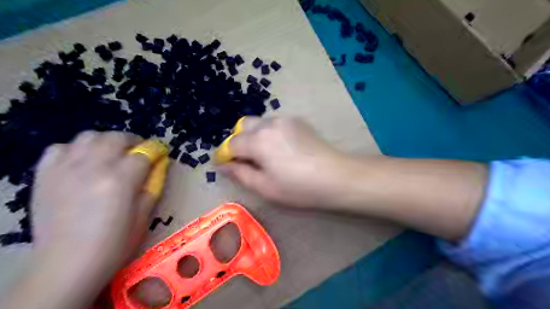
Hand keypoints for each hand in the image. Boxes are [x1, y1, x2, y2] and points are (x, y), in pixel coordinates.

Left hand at [27, 132, 159, 307]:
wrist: (67, 264)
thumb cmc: (114, 243)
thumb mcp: (145, 215)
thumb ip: (153, 186)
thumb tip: (158, 166)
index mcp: (121, 179)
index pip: (145, 153)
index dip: (157, 150)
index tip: (162, 152)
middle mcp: (94, 167)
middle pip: (117, 138)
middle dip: (134, 141)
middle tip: (139, 152)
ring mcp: (66, 169)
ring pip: (89, 136)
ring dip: (106, 141)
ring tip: (112, 154)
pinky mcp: (45, 175)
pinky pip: (60, 148)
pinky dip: (75, 149)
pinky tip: (82, 161)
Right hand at [217, 118, 353, 207]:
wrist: (336, 176)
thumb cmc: (298, 188)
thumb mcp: (265, 187)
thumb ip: (240, 174)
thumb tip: (223, 166)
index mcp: (258, 141)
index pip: (231, 144)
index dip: (223, 155)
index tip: (223, 165)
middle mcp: (269, 124)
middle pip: (242, 126)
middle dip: (237, 141)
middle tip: (244, 160)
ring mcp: (285, 120)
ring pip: (259, 123)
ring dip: (253, 136)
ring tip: (264, 155)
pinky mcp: (298, 121)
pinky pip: (274, 124)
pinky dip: (268, 133)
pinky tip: (280, 149)